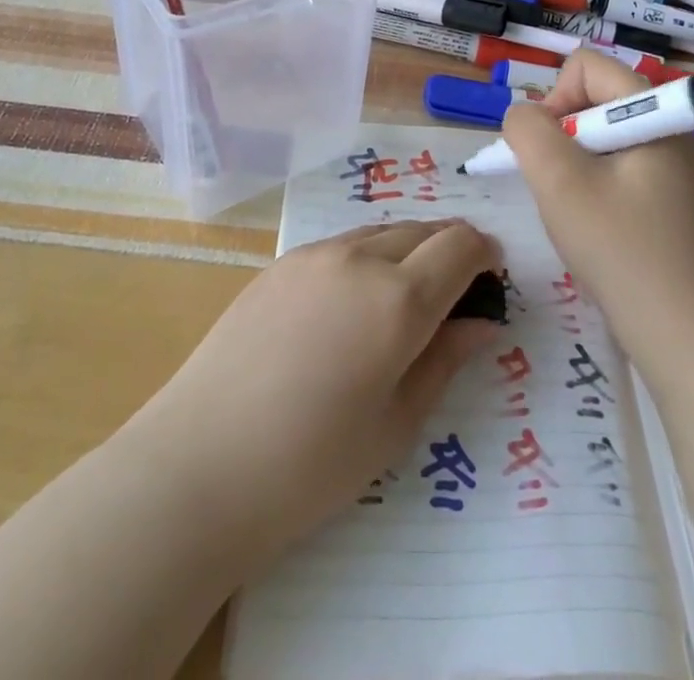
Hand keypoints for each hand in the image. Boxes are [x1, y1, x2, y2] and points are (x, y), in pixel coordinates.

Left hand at [127, 218, 500, 565]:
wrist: (199, 464)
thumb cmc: (310, 465)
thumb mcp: (396, 424)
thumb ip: (445, 361)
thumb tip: (484, 323)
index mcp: (398, 299)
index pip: (461, 247)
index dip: (486, 254)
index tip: (494, 276)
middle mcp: (360, 259)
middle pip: (424, 229)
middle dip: (451, 248)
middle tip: (458, 290)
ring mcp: (314, 255)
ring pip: (382, 231)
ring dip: (409, 248)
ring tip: (407, 294)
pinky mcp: (280, 263)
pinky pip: (343, 244)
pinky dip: (369, 256)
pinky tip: (353, 301)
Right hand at [501, 52, 693, 376]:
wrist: (686, 335)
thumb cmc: (622, 250)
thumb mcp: (559, 182)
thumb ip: (528, 131)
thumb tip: (522, 116)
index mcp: (653, 111)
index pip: (585, 66)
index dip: (554, 98)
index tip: (548, 152)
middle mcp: (665, 127)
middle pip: (591, 98)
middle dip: (559, 134)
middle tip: (556, 185)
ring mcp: (666, 164)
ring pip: (595, 136)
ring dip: (570, 164)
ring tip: (573, 211)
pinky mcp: (662, 196)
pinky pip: (611, 166)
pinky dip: (588, 186)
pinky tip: (590, 226)